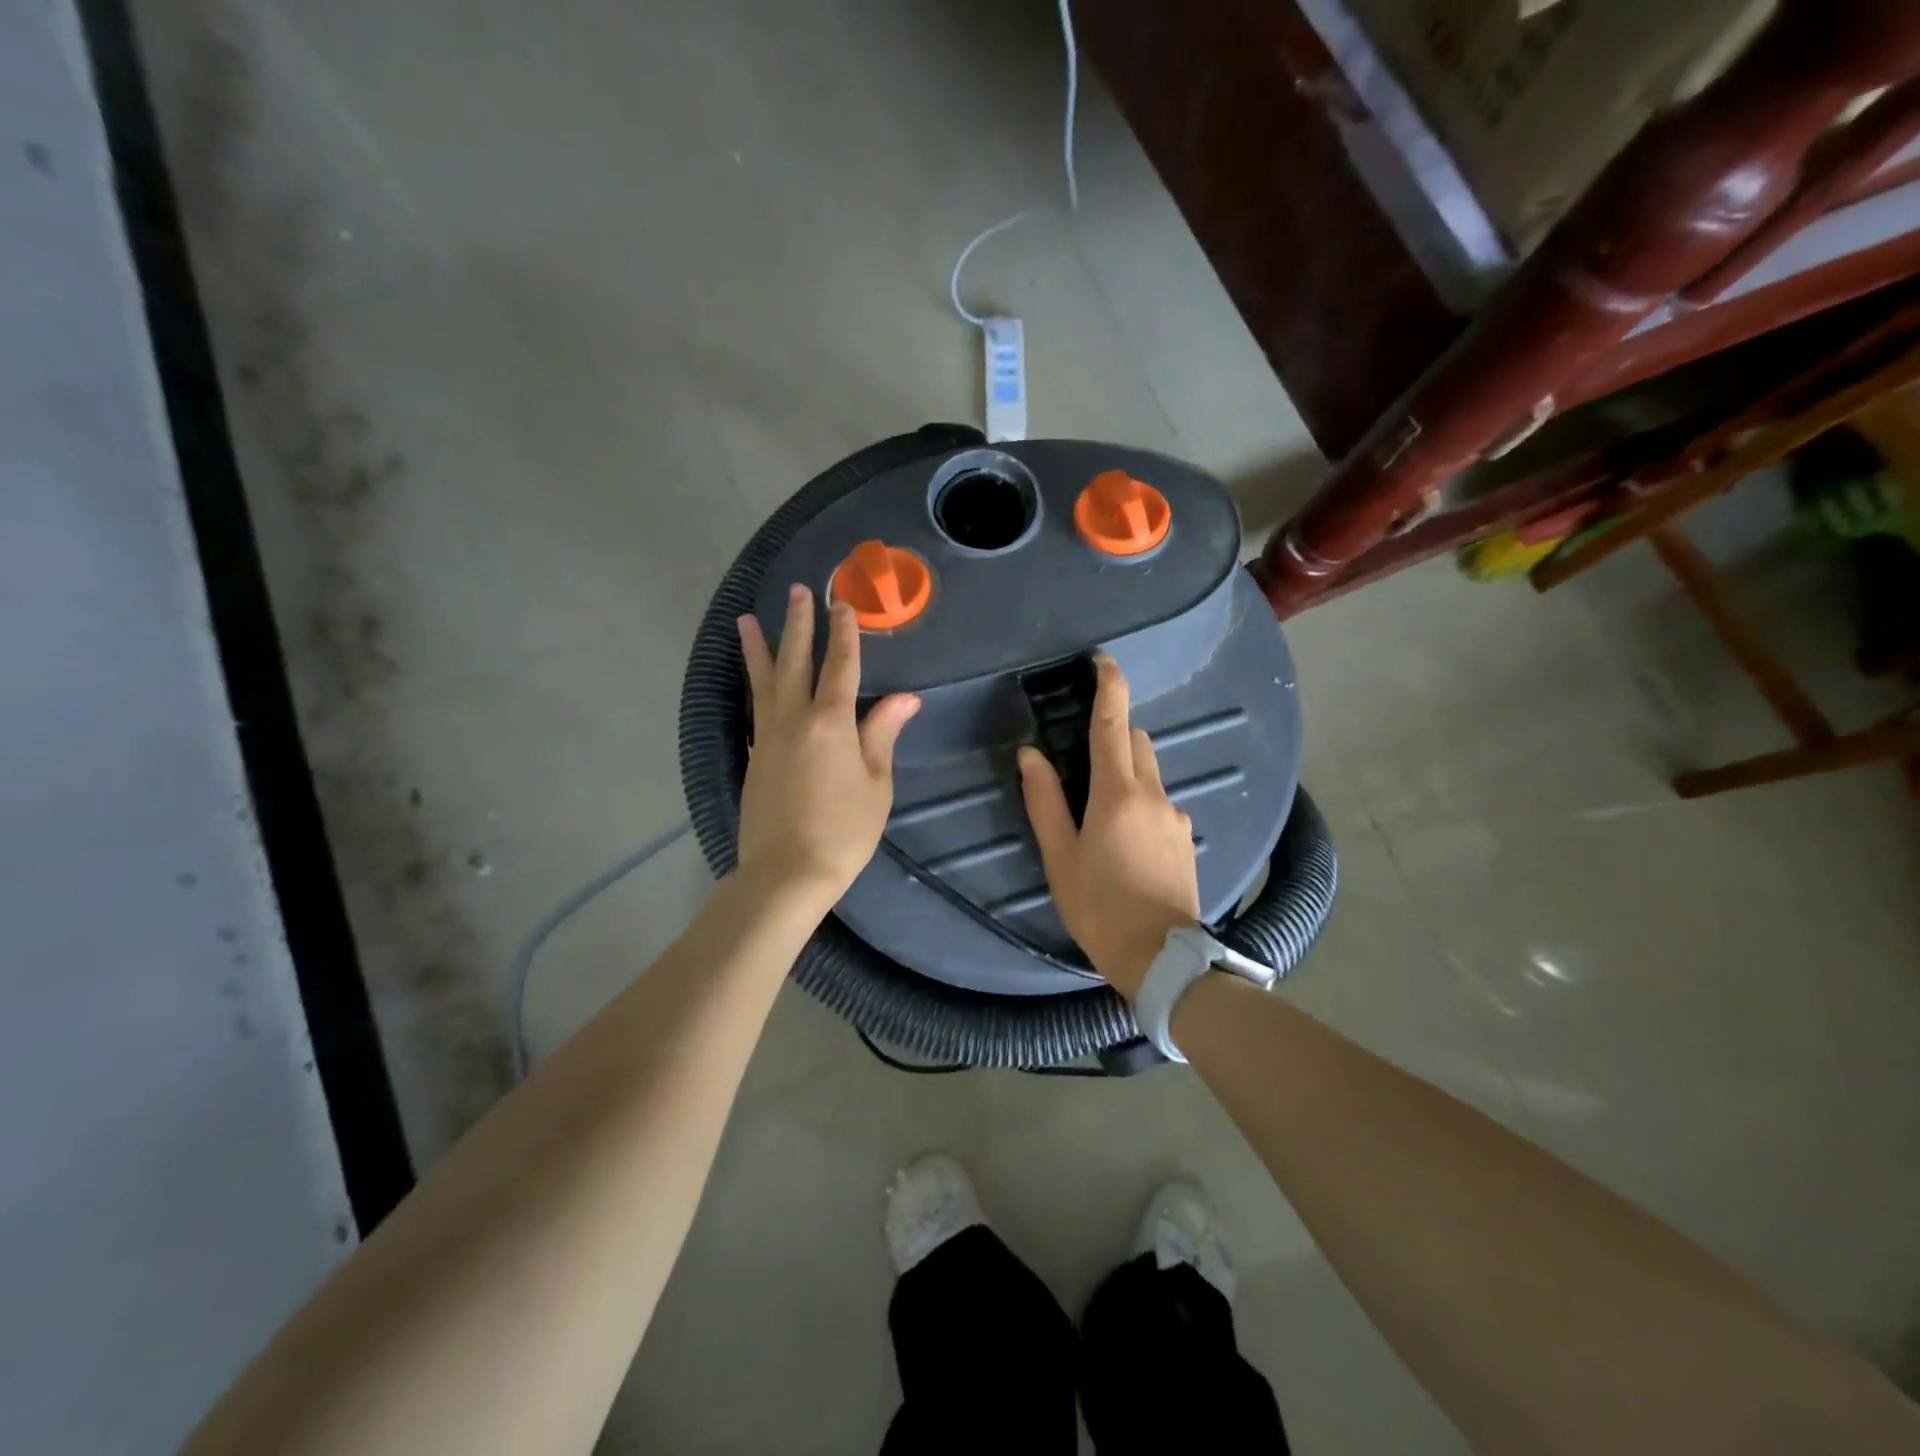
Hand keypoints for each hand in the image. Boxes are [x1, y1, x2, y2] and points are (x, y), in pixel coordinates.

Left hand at [736, 585, 920, 906]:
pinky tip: (753, 678)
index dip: (844, 634)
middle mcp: (794, 719)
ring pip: (763, 681)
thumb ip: (882, 734)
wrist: (786, 873)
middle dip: (798, 625)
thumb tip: (905, 698)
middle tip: (798, 592)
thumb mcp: (876, 784)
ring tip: (747, 619)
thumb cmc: (843, 830)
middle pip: (795, 662)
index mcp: (830, 722)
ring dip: (759, 647)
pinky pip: (755, 707)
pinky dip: (753, 684)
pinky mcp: (756, 756)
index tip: (844, 604)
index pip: (840, 666)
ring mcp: (769, 737)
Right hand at [1018, 656, 1199, 998]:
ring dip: (1126, 774)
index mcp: (1118, 793)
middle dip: (1115, 736)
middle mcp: (1154, 794)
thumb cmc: (1099, 905)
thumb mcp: (1060, 855)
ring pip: (1150, 775)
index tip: (1104, 661)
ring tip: (1099, 814)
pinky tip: (1124, 842)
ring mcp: (1176, 816)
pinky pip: (1160, 804)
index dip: (1110, 688)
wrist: (1161, 957)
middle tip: (1083, 761)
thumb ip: (1045, 800)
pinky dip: (1140, 803)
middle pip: (1137, 744)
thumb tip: (1031, 755)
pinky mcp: (1186, 838)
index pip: (1114, 725)